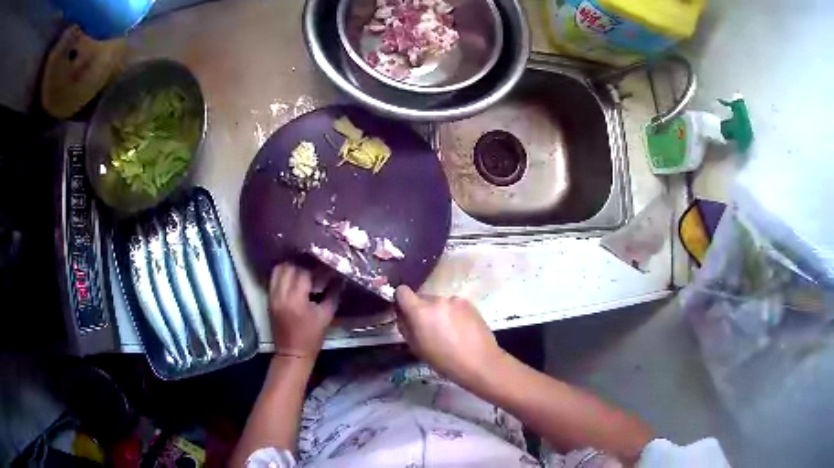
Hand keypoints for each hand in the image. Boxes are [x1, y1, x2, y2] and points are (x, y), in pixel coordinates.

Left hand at [268, 263, 339, 358]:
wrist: (292, 353)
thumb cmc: (311, 337)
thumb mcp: (326, 316)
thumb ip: (332, 294)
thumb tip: (339, 278)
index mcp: (296, 299)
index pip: (304, 273)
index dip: (316, 268)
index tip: (326, 267)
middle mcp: (281, 294)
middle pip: (289, 267)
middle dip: (303, 264)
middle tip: (315, 266)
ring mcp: (273, 295)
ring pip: (279, 270)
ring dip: (291, 266)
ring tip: (303, 268)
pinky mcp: (269, 298)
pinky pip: (274, 278)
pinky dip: (283, 273)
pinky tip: (294, 276)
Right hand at [395, 286, 505, 384]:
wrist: (480, 362)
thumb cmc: (444, 361)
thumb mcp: (416, 348)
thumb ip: (405, 327)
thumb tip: (402, 315)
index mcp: (420, 311)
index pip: (402, 291)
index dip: (401, 300)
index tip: (406, 312)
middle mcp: (437, 300)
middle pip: (422, 298)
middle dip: (422, 310)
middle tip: (430, 329)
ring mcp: (455, 300)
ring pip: (439, 303)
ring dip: (439, 312)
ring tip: (449, 332)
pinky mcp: (469, 303)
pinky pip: (454, 305)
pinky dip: (454, 314)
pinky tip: (461, 329)